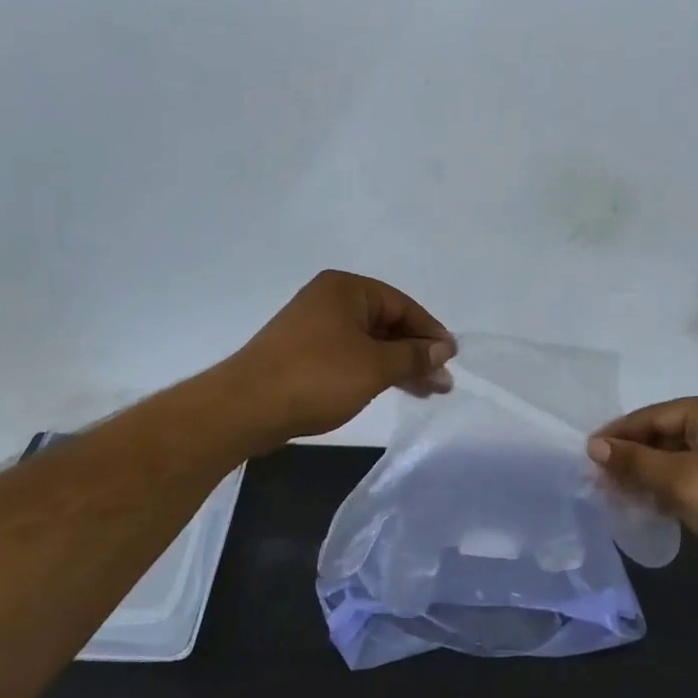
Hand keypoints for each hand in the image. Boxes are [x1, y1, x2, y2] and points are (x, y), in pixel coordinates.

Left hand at [220, 271, 453, 446]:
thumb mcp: (375, 366)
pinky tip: (390, 388)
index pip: (402, 305)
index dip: (430, 332)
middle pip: (386, 323)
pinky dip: (373, 371)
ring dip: (398, 365)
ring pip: (369, 343)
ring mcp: (313, 328)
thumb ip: (413, 356)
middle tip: (442, 382)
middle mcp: (329, 301)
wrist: (246, 407)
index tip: (451, 359)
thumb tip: (444, 349)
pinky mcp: (303, 354)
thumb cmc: (317, 377)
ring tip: (426, 392)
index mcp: (346, 290)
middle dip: (416, 353)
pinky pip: (350, 356)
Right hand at [589, 395, 697, 587]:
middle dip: (632, 457)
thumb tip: (594, 446)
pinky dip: (668, 486)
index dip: (618, 434)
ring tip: (617, 492)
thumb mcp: (676, 480)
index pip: (653, 415)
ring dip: (648, 474)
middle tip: (600, 477)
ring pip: (677, 457)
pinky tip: (647, 502)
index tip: (588, 453)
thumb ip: (633, 461)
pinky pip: (692, 474)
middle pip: (664, 434)